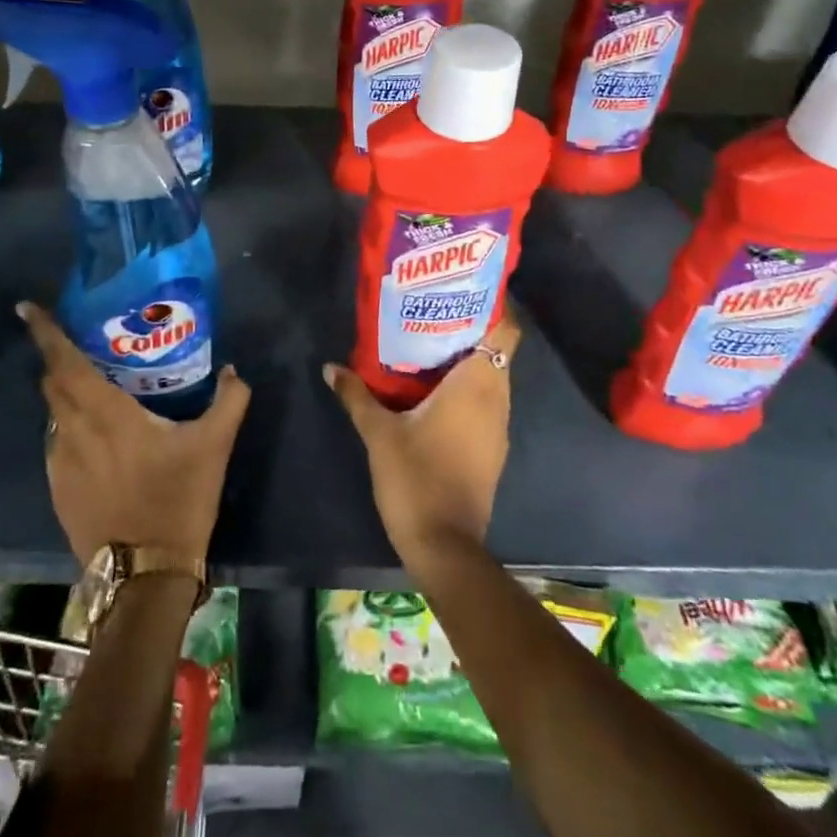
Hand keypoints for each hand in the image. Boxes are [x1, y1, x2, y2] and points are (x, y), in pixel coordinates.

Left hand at [21, 301, 250, 565]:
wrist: (145, 576)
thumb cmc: (177, 500)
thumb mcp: (214, 446)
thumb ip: (229, 400)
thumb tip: (233, 370)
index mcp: (106, 414)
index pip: (65, 363)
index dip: (46, 333)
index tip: (27, 308)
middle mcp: (74, 433)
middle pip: (53, 383)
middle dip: (59, 357)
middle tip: (81, 340)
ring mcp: (60, 464)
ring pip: (54, 414)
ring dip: (65, 392)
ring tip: (92, 384)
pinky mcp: (58, 491)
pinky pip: (57, 442)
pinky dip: (70, 425)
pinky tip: (97, 434)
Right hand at [324, 315, 517, 574]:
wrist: (445, 547)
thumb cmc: (416, 477)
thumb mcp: (379, 432)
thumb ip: (356, 394)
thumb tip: (331, 366)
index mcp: (478, 384)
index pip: (506, 331)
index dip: (493, 306)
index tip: (463, 290)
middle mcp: (496, 399)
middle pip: (496, 350)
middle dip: (469, 328)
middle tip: (432, 311)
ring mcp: (498, 427)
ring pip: (491, 378)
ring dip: (467, 360)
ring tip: (428, 343)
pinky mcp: (492, 449)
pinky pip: (486, 402)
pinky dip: (467, 388)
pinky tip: (434, 390)